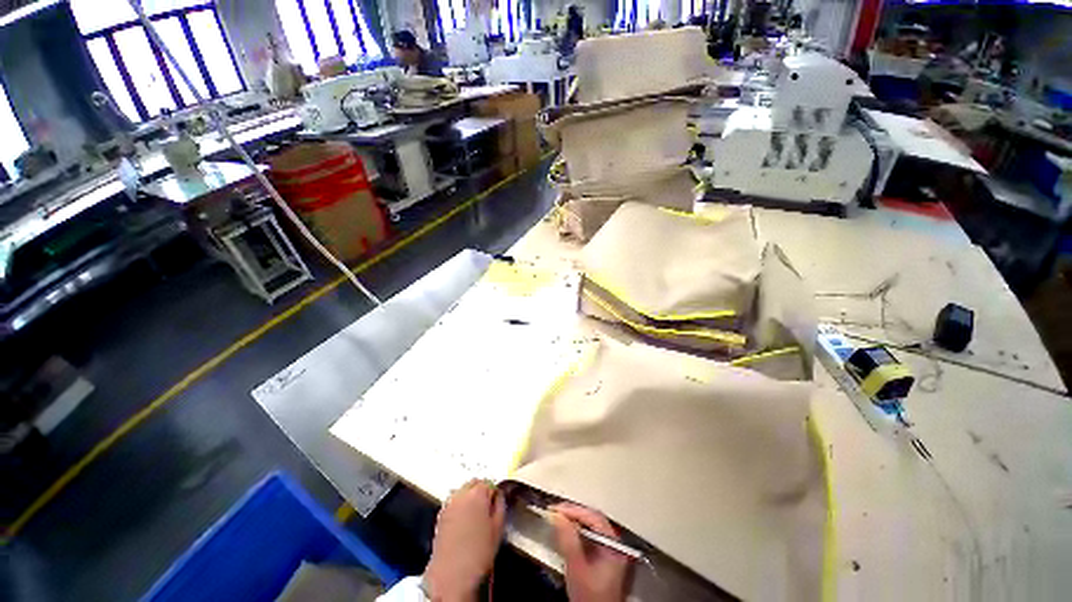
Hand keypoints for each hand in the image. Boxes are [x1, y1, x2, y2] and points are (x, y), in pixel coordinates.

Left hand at [424, 480, 505, 601]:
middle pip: (474, 483)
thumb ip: (500, 505)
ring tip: (475, 516)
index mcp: (478, 493)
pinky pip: (454, 502)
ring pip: (463, 491)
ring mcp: (449, 503)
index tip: (496, 505)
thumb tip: (499, 495)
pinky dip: (460, 506)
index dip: (494, 493)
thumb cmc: (479, 551)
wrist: (452, 574)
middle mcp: (461, 493)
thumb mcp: (498, 528)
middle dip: (481, 491)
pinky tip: (463, 522)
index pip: (489, 482)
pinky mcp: (441, 514)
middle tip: (487, 509)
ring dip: (470, 497)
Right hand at [551, 503, 630, 601]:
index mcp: (613, 543)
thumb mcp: (577, 567)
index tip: (556, 509)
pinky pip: (590, 535)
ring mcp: (610, 549)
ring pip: (592, 526)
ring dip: (575, 521)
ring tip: (558, 519)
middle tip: (556, 511)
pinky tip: (567, 532)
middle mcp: (614, 543)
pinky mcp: (603, 556)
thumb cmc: (589, 595)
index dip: (574, 510)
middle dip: (574, 513)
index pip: (594, 517)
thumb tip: (557, 515)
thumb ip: (568, 540)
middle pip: (594, 519)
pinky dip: (577, 531)